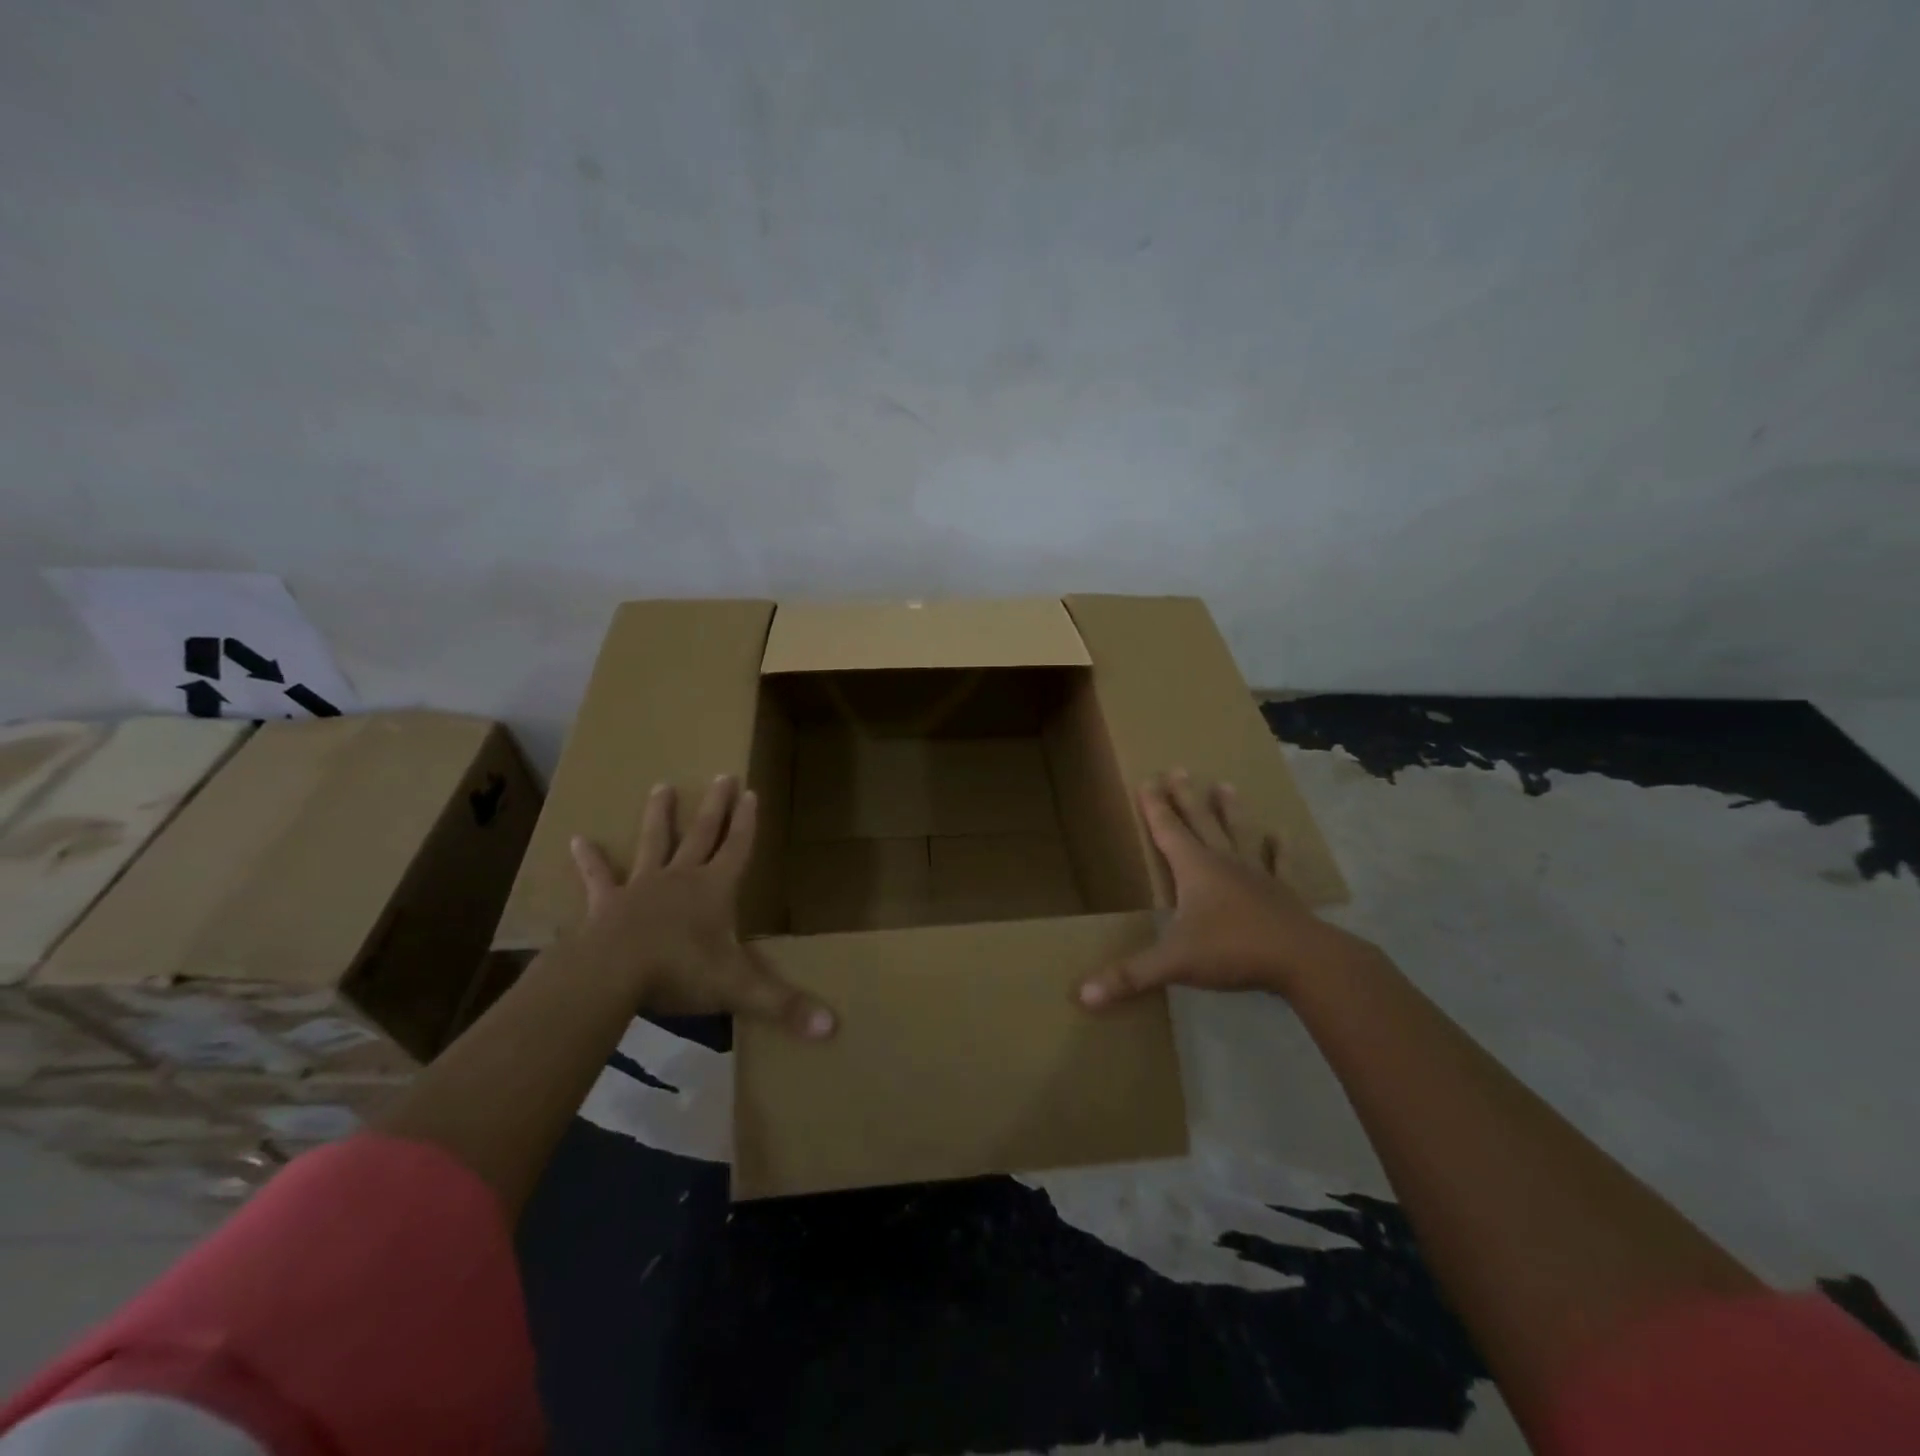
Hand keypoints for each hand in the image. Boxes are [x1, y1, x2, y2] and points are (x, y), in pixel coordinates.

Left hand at [566, 776, 835, 1038]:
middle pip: (702, 833)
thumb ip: (786, 1006)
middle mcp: (681, 878)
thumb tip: (835, 1029)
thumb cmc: (681, 972)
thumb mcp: (740, 989)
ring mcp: (642, 887)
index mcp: (715, 890)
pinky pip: (599, 878)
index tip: (752, 791)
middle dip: (715, 806)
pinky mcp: (607, 904)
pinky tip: (576, 840)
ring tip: (661, 787)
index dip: (748, 821)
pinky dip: (590, 861)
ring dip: (659, 816)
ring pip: (654, 843)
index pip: (738, 847)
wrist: (612, 974)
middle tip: (722, 774)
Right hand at [1078, 770, 1376, 1007]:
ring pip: (1239, 835)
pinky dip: (1280, 851)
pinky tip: (1282, 836)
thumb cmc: (1233, 951)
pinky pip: (1280, 866)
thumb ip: (1129, 977)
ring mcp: (1257, 876)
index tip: (1147, 779)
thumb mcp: (1174, 964)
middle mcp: (1224, 863)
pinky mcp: (1284, 894)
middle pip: (1200, 823)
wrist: (1304, 960)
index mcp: (1195, 870)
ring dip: (1229, 811)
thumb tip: (1082, 996)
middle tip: (1179, 768)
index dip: (1154, 807)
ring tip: (1225, 785)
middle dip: (1185, 797)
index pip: (1167, 831)